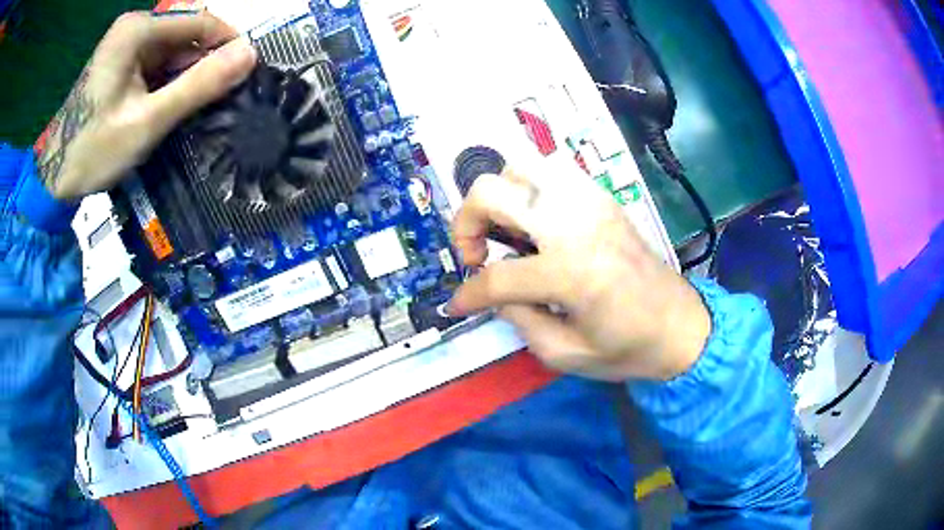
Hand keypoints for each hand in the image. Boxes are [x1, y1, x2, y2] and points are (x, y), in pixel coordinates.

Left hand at [37, 11, 256, 200]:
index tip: (246, 76)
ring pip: (172, 53)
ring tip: (194, 111)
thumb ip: (197, 86)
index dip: (227, 45)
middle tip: (217, 103)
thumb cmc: (93, 151)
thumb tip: (250, 55)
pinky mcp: (120, 62)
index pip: (200, 22)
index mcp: (138, 30)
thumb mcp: (147, 121)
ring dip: (185, 79)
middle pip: (185, 37)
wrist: (54, 179)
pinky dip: (167, 85)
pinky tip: (169, 109)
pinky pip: (156, 65)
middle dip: (203, 67)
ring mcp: (125, 44)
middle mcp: (134, 28)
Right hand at [447, 157, 710, 381]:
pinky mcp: (602, 197)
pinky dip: (530, 188)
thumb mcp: (564, 354)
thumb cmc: (628, 349)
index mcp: (571, 274)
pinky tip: (535, 220)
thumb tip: (493, 292)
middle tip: (478, 254)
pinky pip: (552, 171)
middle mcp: (577, 225)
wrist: (681, 326)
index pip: (497, 276)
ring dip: (500, 197)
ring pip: (521, 167)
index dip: (467, 294)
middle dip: (467, 223)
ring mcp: (591, 202)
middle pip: (493, 192)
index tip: (458, 304)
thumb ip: (519, 319)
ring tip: (507, 232)